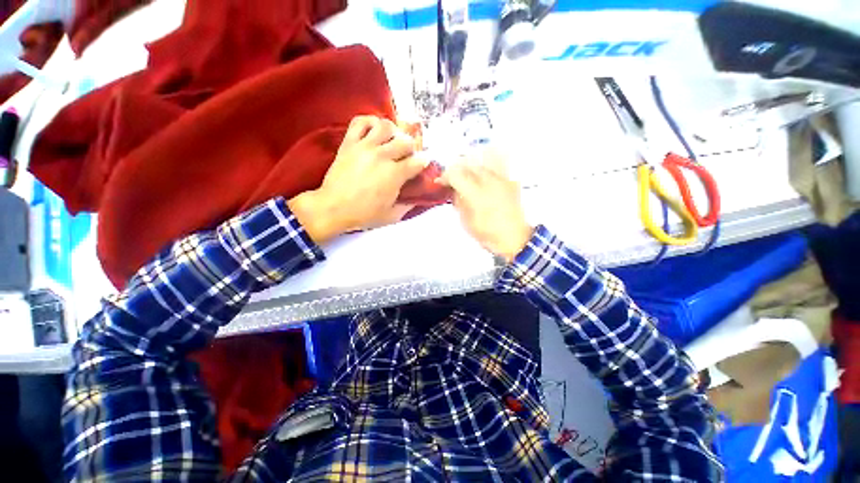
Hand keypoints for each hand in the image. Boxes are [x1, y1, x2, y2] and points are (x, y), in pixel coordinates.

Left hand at [289, 116, 426, 243]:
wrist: (333, 208)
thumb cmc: (364, 214)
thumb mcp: (392, 215)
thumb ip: (408, 205)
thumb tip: (417, 197)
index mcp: (395, 175)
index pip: (418, 161)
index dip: (424, 162)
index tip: (422, 164)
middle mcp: (382, 156)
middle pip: (406, 141)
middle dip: (411, 149)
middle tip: (407, 156)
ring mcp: (365, 147)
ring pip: (385, 126)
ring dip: (393, 132)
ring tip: (391, 141)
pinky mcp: (349, 143)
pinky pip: (360, 121)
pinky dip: (370, 121)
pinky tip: (374, 131)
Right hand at [437, 148, 533, 261]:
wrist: (514, 238)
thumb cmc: (488, 233)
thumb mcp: (466, 221)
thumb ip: (459, 203)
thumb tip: (454, 191)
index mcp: (475, 193)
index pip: (455, 175)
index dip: (445, 177)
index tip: (441, 182)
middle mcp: (489, 181)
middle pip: (468, 165)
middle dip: (457, 170)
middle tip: (453, 180)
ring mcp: (501, 180)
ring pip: (482, 164)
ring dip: (471, 168)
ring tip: (468, 177)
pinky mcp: (510, 182)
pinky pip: (497, 167)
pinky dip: (487, 169)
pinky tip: (484, 178)